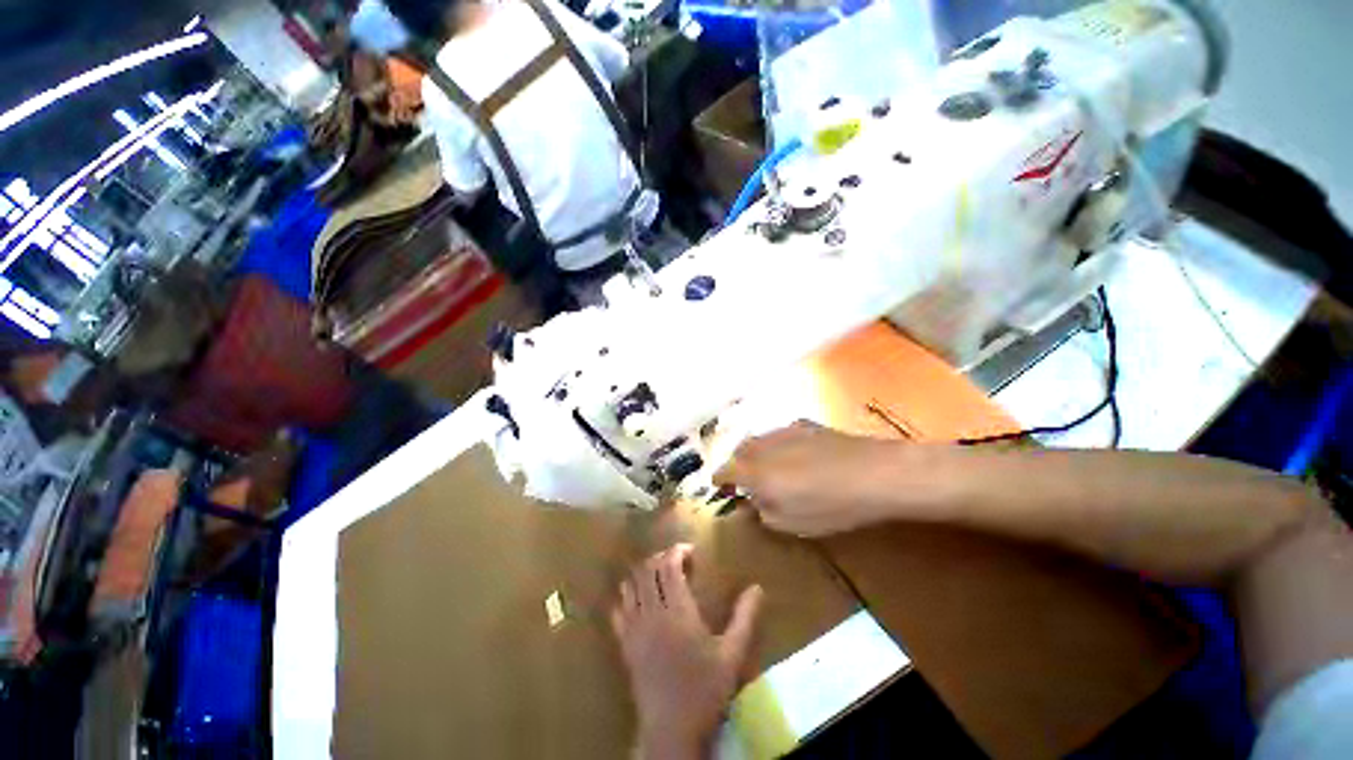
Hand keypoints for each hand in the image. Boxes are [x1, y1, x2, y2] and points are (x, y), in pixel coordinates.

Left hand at [611, 544, 763, 759]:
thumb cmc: (705, 690)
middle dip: (661, 557)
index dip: (677, 551)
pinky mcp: (624, 644)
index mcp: (678, 609)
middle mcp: (652, 612)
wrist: (672, 729)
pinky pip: (618, 608)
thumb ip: (745, 618)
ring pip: (631, 584)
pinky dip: (627, 596)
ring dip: (643, 573)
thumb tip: (757, 588)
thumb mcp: (733, 654)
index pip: (668, 565)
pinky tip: (640, 601)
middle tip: (678, 562)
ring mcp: (634, 627)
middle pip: (647, 569)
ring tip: (659, 576)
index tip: (691, 552)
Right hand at [713, 421, 921, 536]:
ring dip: (756, 453)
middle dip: (736, 465)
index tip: (722, 489)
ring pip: (758, 439)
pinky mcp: (804, 424)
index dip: (720, 481)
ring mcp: (783, 431)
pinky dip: (778, 444)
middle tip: (746, 481)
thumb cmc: (830, 505)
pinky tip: (797, 455)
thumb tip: (753, 502)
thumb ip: (763, 512)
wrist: (875, 473)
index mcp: (754, 471)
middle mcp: (762, 445)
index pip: (723, 471)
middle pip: (738, 451)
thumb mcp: (792, 523)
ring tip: (771, 468)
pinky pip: (780, 434)